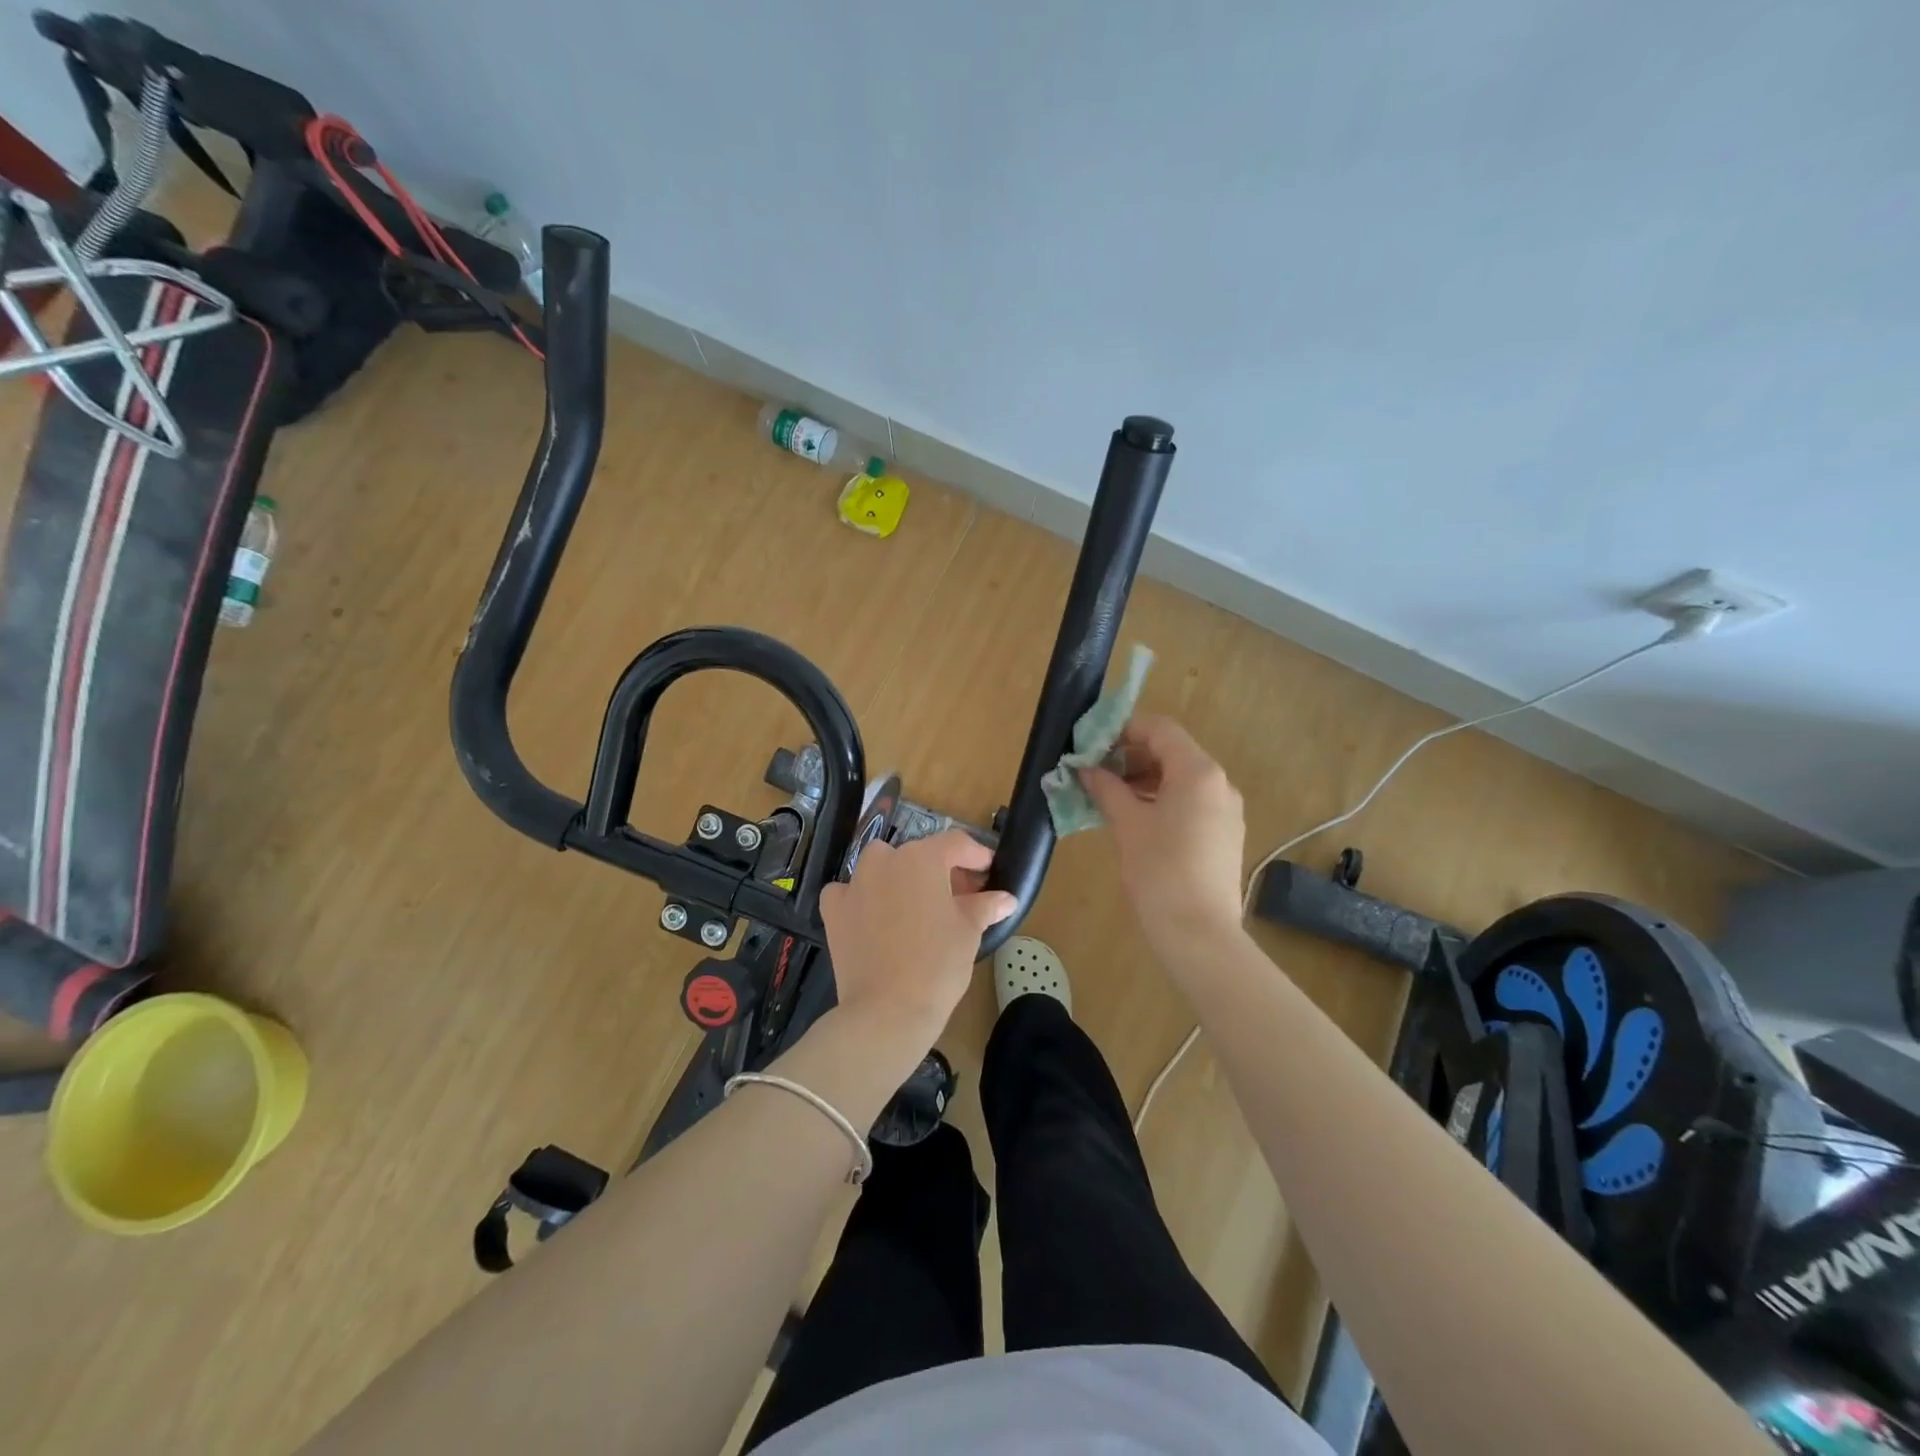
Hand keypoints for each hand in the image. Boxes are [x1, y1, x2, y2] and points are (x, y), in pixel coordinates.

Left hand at [819, 829, 1016, 1049]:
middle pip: (919, 855)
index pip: (956, 844)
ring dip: (900, 878)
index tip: (988, 871)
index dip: (976, 855)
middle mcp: (886, 860)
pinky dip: (863, 898)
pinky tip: (874, 917)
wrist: (887, 1010)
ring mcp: (855, 883)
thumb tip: (1006, 899)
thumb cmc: (938, 964)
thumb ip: (985, 906)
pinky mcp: (833, 909)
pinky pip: (850, 892)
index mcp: (923, 858)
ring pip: (882, 867)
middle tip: (960, 897)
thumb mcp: (969, 931)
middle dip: (941, 871)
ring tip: (917, 907)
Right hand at [1082, 714, 1245, 947]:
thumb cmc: (1159, 871)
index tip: (1092, 745)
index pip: (1160, 729)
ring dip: (1145, 779)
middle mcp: (1219, 783)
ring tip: (1110, 796)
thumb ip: (1106, 789)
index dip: (1124, 730)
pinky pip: (1191, 802)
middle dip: (1132, 756)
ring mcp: (1226, 810)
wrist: (1199, 933)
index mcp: (1198, 772)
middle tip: (1096, 772)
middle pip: (1173, 751)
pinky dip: (1162, 799)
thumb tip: (1087, 769)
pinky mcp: (1225, 834)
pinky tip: (1136, 819)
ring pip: (1182, 778)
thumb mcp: (1127, 825)